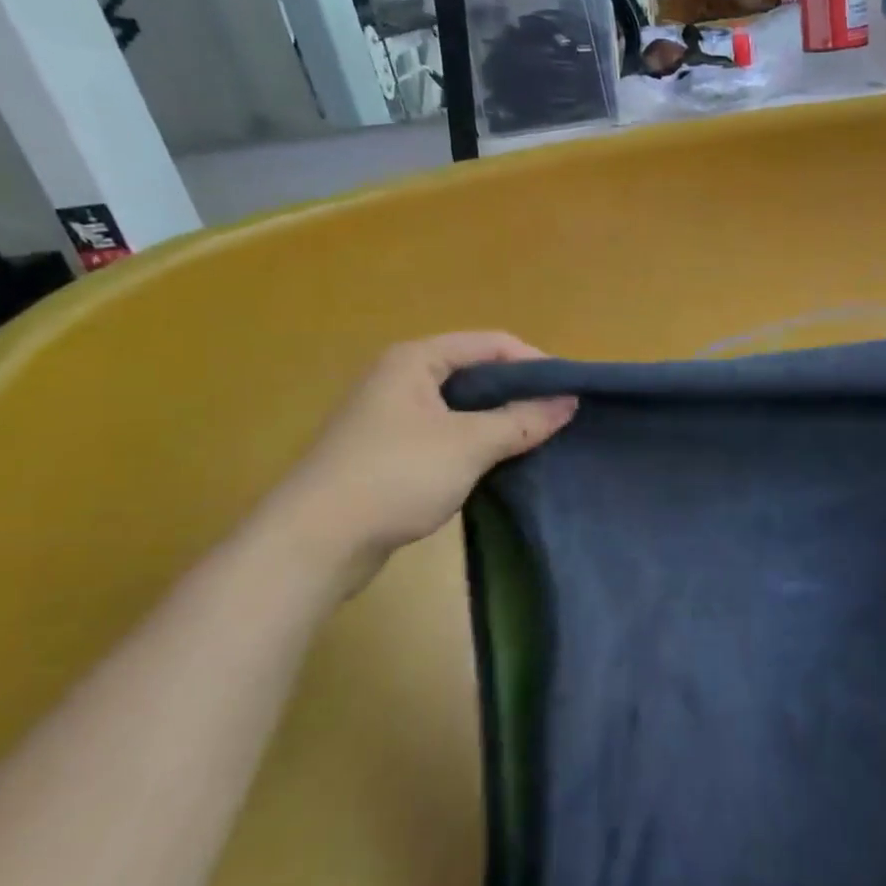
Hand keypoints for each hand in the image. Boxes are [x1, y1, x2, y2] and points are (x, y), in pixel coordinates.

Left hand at [270, 333, 575, 577]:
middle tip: (558, 418)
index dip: (534, 363)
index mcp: (415, 360)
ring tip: (537, 441)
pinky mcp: (388, 453)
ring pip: (461, 407)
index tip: (570, 392)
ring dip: (499, 421)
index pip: (490, 344)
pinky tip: (499, 465)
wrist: (315, 542)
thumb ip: (523, 420)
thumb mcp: (470, 444)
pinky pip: (445, 435)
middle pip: (475, 372)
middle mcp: (400, 379)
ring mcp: (391, 417)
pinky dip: (475, 444)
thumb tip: (569, 402)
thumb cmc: (395, 475)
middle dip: (518, 393)